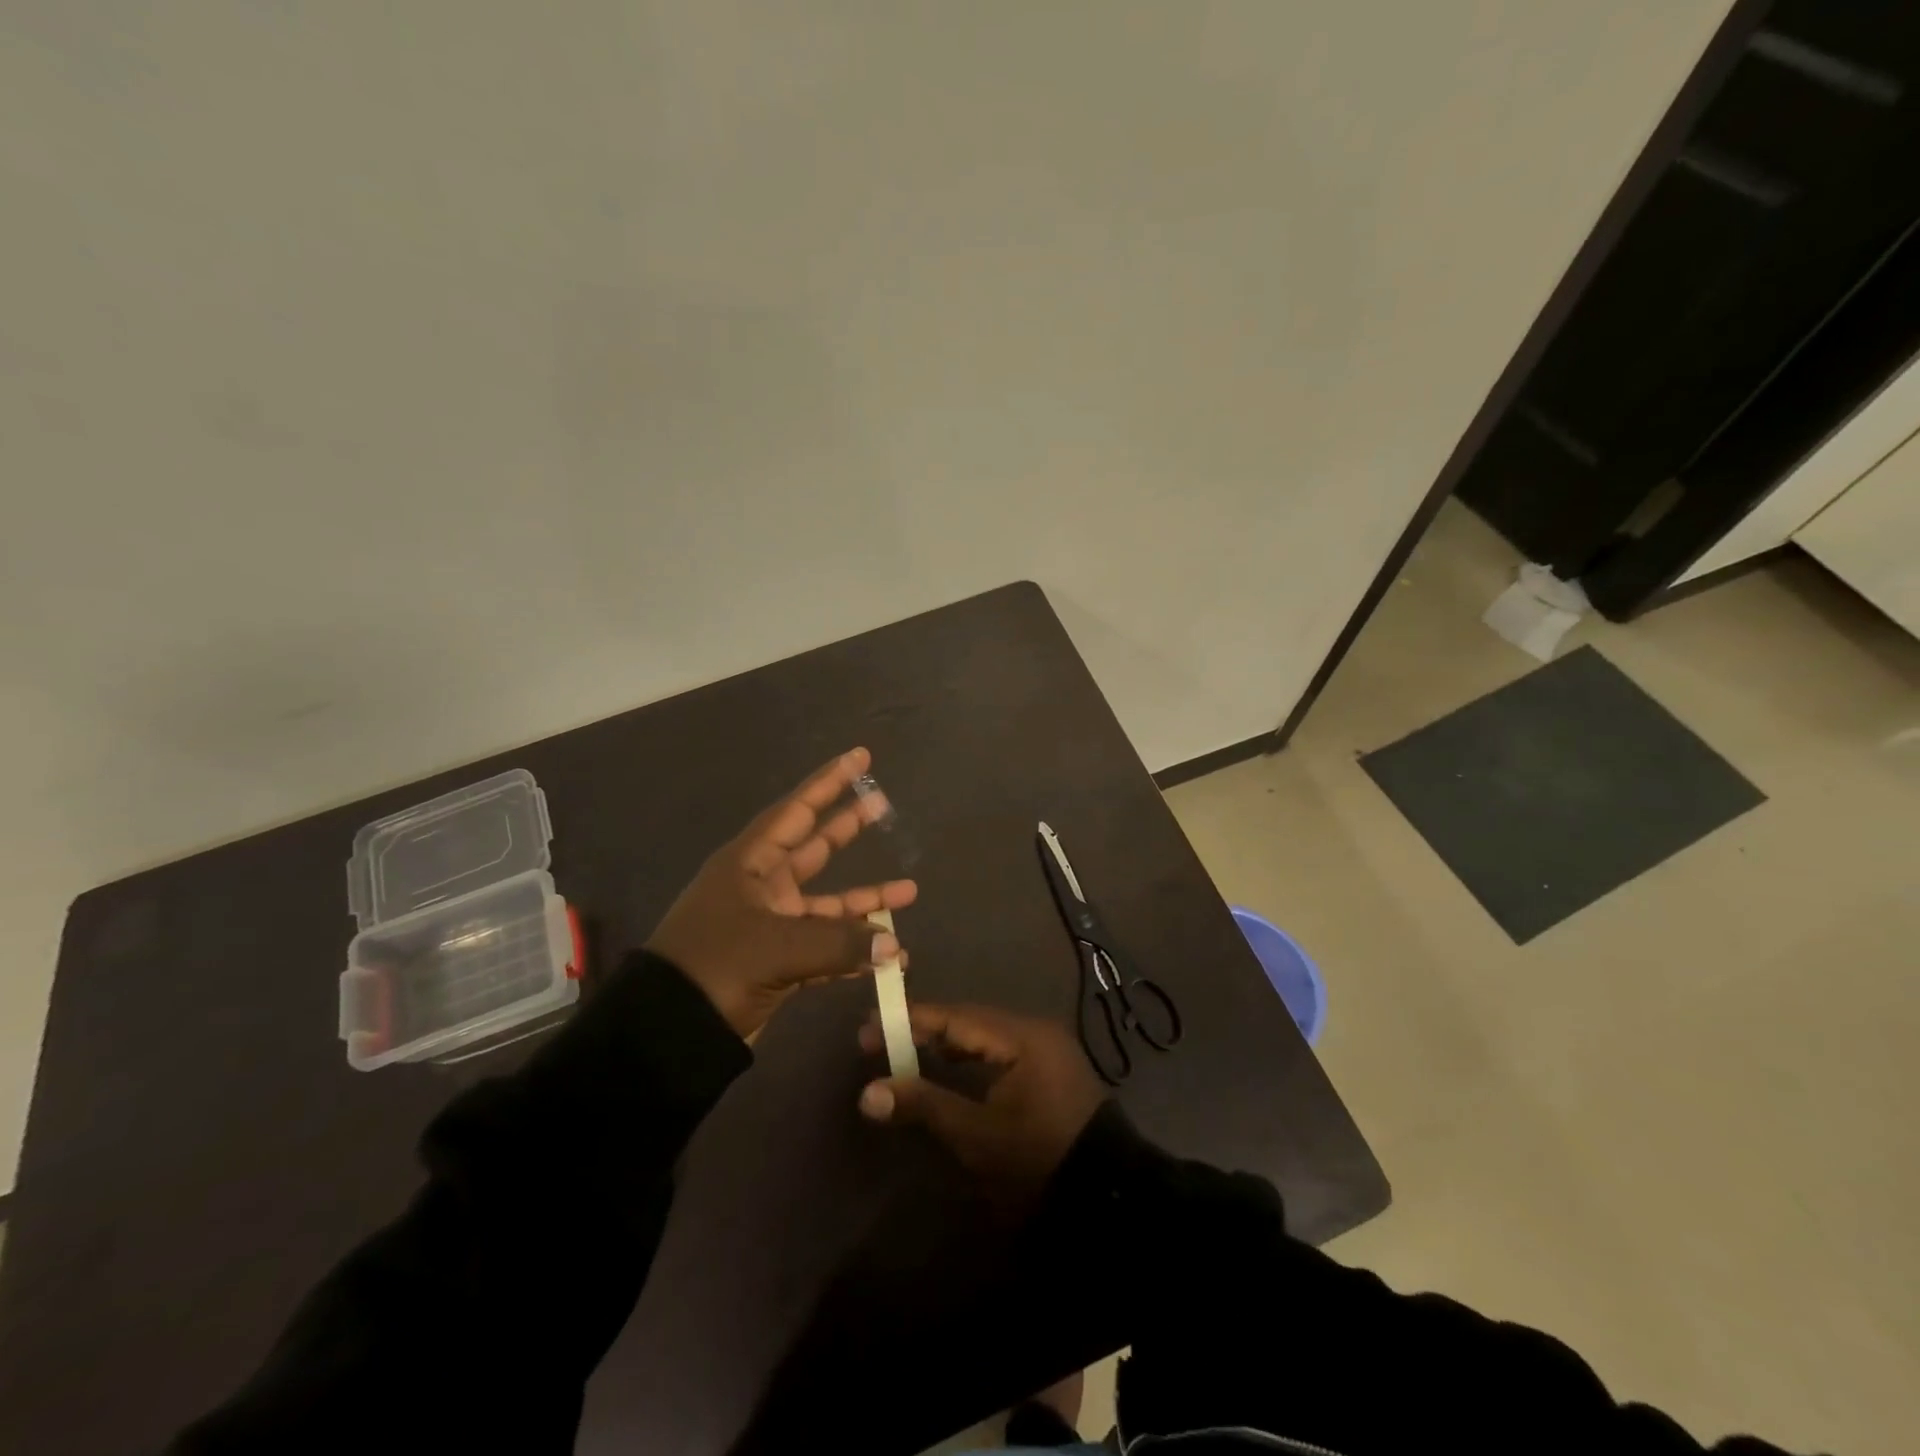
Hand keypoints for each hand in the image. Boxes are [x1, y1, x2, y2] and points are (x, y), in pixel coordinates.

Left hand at [646, 748, 917, 1039]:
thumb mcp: (778, 947)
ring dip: (866, 901)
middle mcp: (762, 887)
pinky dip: (853, 950)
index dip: (829, 782)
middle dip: (848, 828)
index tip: (861, 758)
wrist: (667, 1032)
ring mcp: (771, 925)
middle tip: (883, 805)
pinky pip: (825, 947)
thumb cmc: (716, 966)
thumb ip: (841, 943)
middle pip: (815, 848)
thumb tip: (894, 946)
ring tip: (909, 890)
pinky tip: (887, 955)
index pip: (797, 811)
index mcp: (750, 864)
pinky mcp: (777, 963)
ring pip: (828, 904)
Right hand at [856, 1002, 1107, 1195]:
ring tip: (905, 1052)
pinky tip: (948, 1069)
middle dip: (925, 1030)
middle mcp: (1035, 1031)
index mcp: (1022, 1036)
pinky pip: (1000, 1051)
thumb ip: (924, 1105)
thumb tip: (868, 1093)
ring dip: (946, 1044)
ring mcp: (1046, 1049)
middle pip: (969, 1021)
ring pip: (984, 1036)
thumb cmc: (1038, 1159)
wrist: (1106, 1197)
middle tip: (880, 1041)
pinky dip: (970, 1058)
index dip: (911, 1021)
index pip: (956, 1016)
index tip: (869, 1027)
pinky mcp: (1048, 1070)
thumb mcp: (977, 1135)